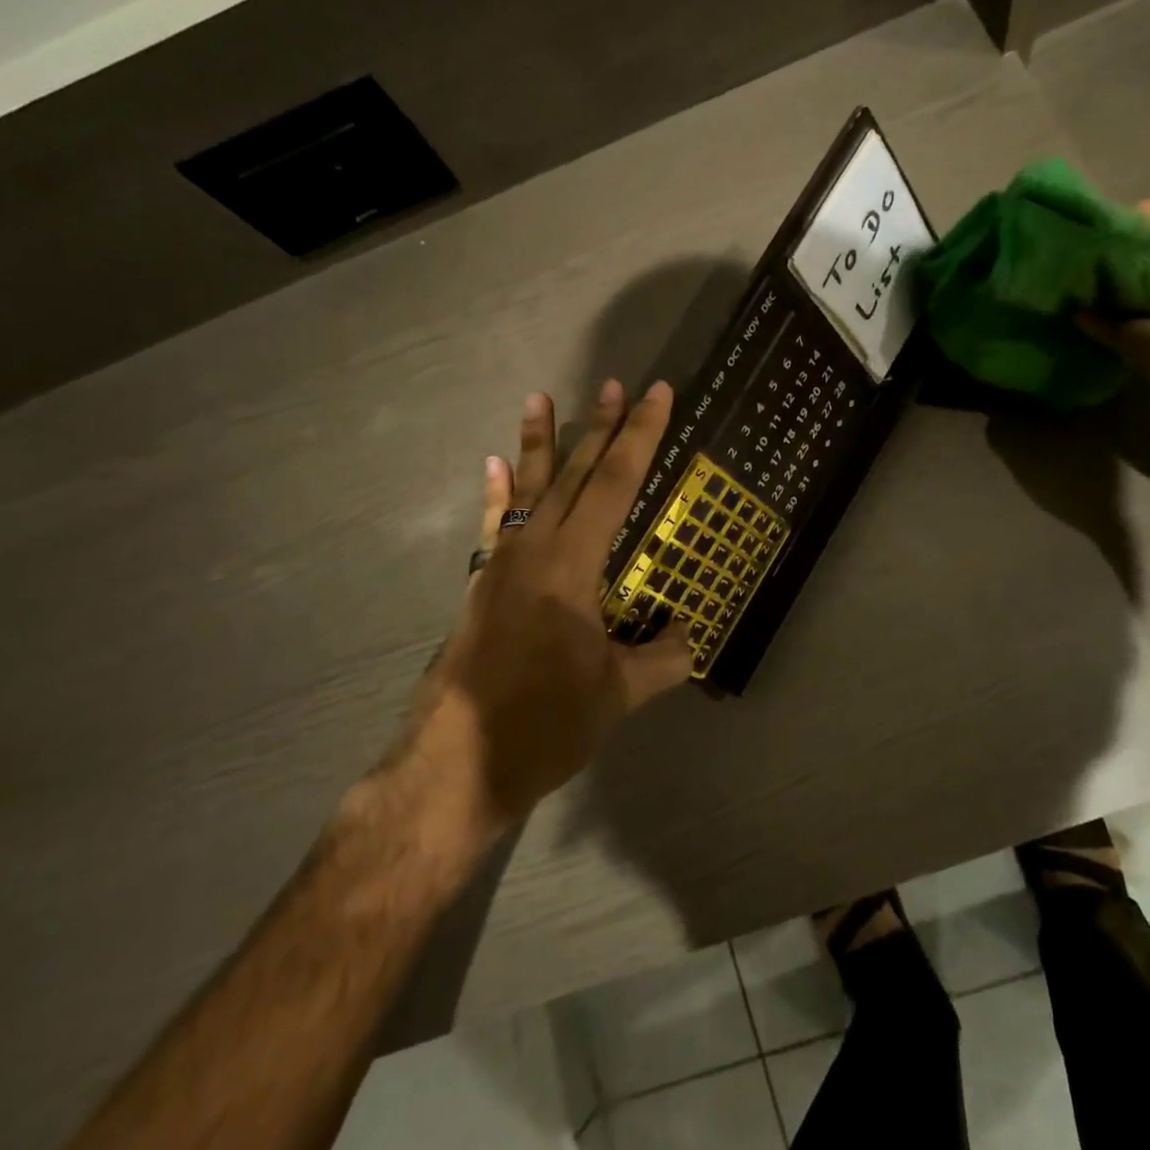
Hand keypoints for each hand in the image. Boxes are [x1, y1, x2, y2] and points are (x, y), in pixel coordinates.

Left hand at [401, 381, 691, 840]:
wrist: (457, 765)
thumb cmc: (544, 724)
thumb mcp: (618, 694)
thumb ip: (664, 658)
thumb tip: (692, 635)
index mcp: (573, 564)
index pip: (617, 484)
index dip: (641, 436)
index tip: (655, 393)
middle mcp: (535, 549)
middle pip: (575, 474)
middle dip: (599, 427)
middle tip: (615, 384)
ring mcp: (502, 564)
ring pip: (528, 489)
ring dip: (539, 443)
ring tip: (538, 398)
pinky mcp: (482, 584)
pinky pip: (493, 524)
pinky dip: (497, 493)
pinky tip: (494, 465)